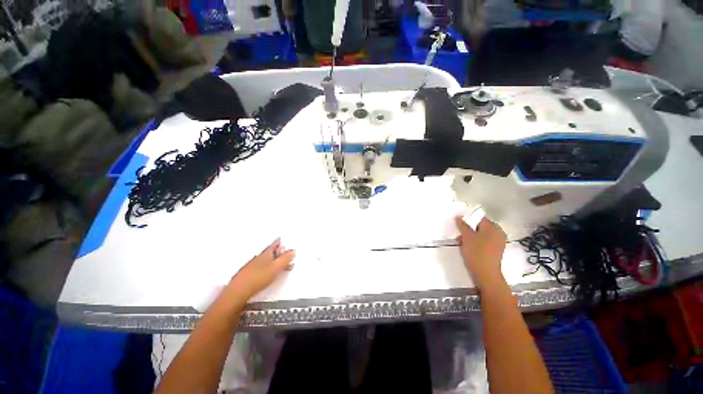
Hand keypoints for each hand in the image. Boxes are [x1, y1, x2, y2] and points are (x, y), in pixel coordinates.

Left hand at [228, 238, 295, 300]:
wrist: (238, 292)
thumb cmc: (259, 277)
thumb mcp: (276, 267)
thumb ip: (286, 259)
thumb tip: (293, 251)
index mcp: (266, 253)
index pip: (274, 244)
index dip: (279, 242)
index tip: (282, 239)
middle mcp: (258, 257)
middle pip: (270, 252)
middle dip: (278, 252)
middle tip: (285, 254)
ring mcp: (252, 265)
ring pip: (265, 260)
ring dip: (273, 260)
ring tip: (279, 265)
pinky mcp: (248, 274)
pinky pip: (261, 267)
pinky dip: (267, 267)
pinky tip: (268, 273)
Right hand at [455, 216, 506, 288]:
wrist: (485, 274)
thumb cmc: (476, 252)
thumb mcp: (467, 236)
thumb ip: (462, 225)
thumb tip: (459, 216)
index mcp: (493, 227)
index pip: (479, 218)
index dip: (468, 219)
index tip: (459, 224)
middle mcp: (498, 233)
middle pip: (480, 226)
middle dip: (469, 229)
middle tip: (460, 234)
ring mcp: (498, 243)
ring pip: (481, 235)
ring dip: (471, 236)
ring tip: (462, 242)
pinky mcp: (495, 251)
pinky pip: (484, 242)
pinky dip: (476, 243)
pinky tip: (468, 247)